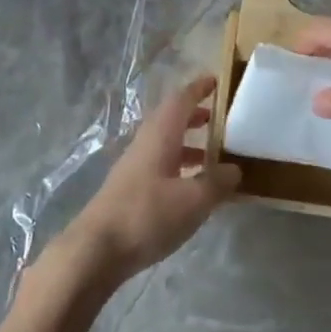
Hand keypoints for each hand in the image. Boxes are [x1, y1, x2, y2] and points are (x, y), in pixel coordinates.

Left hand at [58, 75, 239, 285]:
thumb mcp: (193, 201)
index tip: (216, 81)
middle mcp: (145, 144)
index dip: (198, 89)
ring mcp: (133, 168)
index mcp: (160, 136)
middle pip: (170, 120)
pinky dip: (178, 167)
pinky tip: (190, 188)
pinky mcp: (129, 190)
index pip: (180, 100)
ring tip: (212, 156)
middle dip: (194, 116)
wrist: (96, 250)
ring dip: (187, 144)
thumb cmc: (147, 215)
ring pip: (164, 144)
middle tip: (218, 119)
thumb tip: (234, 170)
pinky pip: (159, 166)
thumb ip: (217, 183)